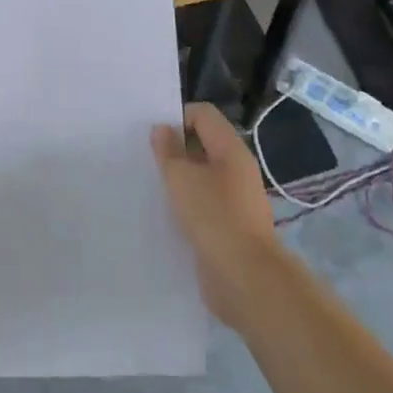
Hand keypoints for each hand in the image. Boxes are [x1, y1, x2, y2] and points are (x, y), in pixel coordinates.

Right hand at [152, 104, 282, 333]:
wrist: (245, 277)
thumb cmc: (212, 216)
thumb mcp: (181, 178)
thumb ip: (168, 150)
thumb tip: (162, 128)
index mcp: (231, 149)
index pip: (204, 114)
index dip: (177, 117)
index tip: (153, 136)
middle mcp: (237, 169)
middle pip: (204, 144)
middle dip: (176, 148)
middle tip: (147, 159)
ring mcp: (236, 199)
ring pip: (203, 176)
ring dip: (180, 178)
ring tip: (152, 186)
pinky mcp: (230, 225)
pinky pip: (205, 202)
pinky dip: (187, 202)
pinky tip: (167, 213)